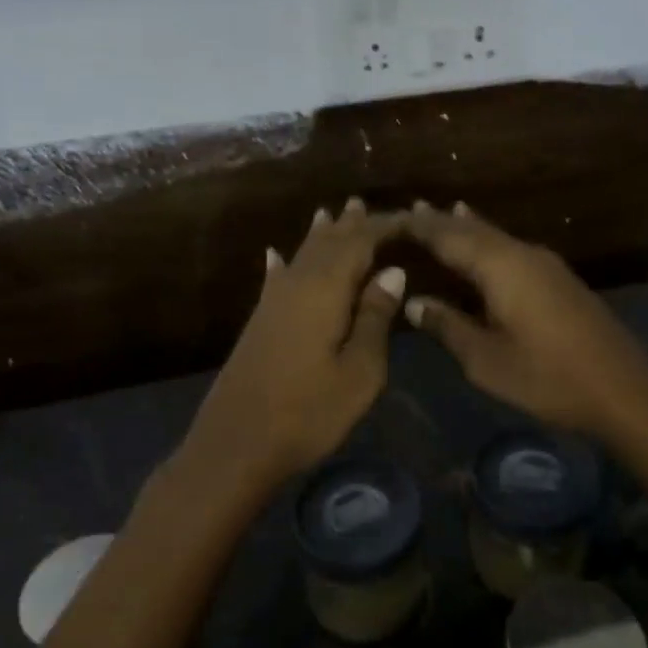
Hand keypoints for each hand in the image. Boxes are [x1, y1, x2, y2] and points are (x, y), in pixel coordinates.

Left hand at [177, 199, 407, 499]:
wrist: (237, 444)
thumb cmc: (309, 412)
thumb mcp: (360, 371)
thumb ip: (375, 317)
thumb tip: (392, 272)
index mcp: (325, 289)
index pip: (359, 242)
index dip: (384, 226)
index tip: (410, 219)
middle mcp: (296, 284)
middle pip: (326, 243)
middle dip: (348, 224)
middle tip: (363, 203)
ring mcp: (272, 302)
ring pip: (300, 256)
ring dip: (318, 236)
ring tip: (330, 213)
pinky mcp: (259, 322)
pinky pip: (276, 278)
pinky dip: (282, 263)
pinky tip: (275, 255)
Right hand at [403, 201, 647, 440]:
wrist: (624, 390)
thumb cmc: (547, 377)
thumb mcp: (486, 360)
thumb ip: (447, 326)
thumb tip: (413, 302)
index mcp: (501, 267)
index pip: (448, 236)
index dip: (419, 227)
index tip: (389, 218)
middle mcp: (523, 254)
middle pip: (474, 230)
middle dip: (440, 221)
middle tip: (409, 209)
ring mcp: (545, 264)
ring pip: (496, 236)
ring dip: (466, 227)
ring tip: (441, 212)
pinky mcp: (559, 279)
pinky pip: (512, 249)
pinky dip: (488, 242)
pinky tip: (485, 243)